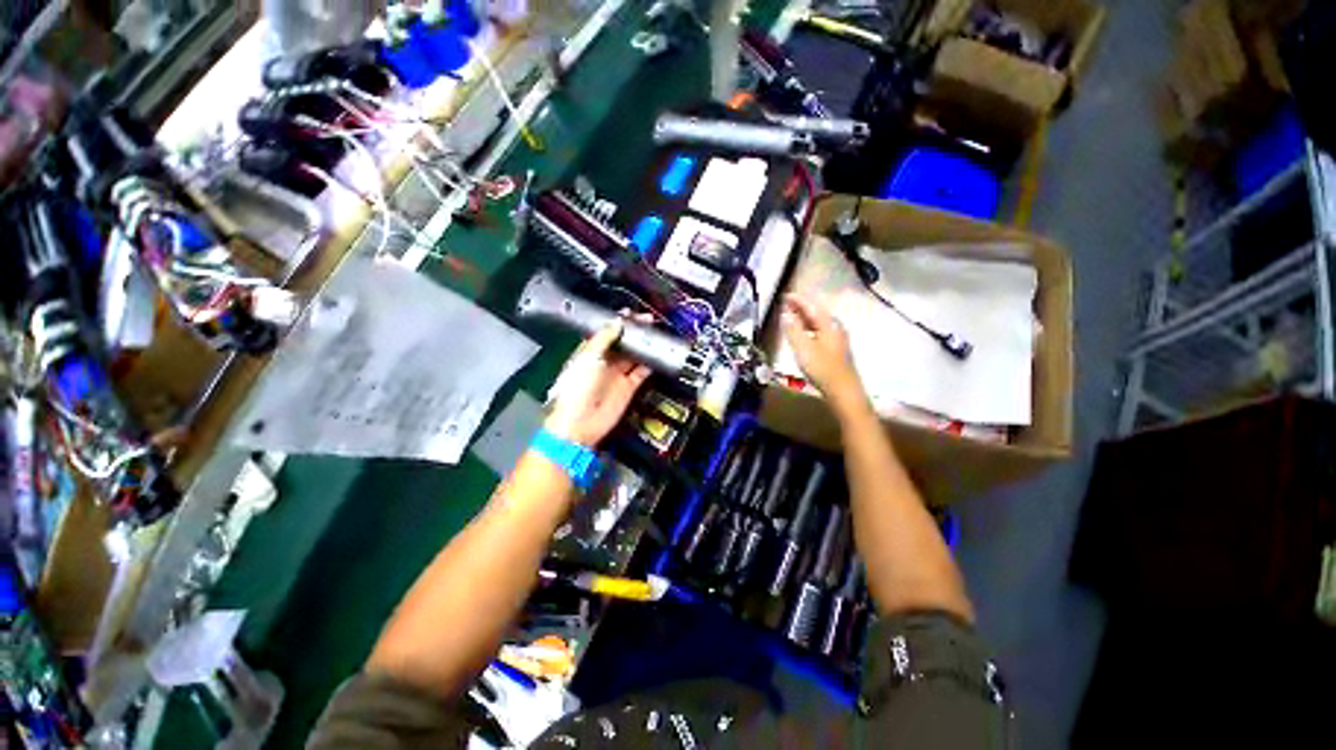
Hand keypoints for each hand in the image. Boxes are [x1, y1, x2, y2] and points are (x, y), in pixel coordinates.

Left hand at [545, 317, 651, 447]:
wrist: (580, 422)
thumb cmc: (577, 388)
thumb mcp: (588, 357)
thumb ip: (604, 338)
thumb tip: (618, 322)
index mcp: (590, 352)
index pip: (606, 332)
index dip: (619, 323)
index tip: (632, 314)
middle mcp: (604, 362)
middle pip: (623, 343)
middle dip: (635, 333)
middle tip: (648, 322)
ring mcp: (617, 375)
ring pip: (634, 356)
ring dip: (643, 347)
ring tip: (655, 336)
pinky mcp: (628, 387)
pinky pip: (641, 373)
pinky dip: (649, 365)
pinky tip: (656, 356)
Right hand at [780, 293, 864, 407]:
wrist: (843, 390)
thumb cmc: (822, 368)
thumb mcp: (803, 348)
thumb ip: (793, 330)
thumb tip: (786, 314)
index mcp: (828, 324)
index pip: (811, 307)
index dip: (798, 300)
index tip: (785, 295)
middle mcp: (835, 328)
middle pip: (817, 313)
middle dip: (801, 308)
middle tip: (787, 305)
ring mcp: (837, 339)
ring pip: (819, 323)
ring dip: (805, 318)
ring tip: (792, 317)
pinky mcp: (836, 350)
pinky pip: (820, 331)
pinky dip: (809, 328)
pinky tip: (804, 334)